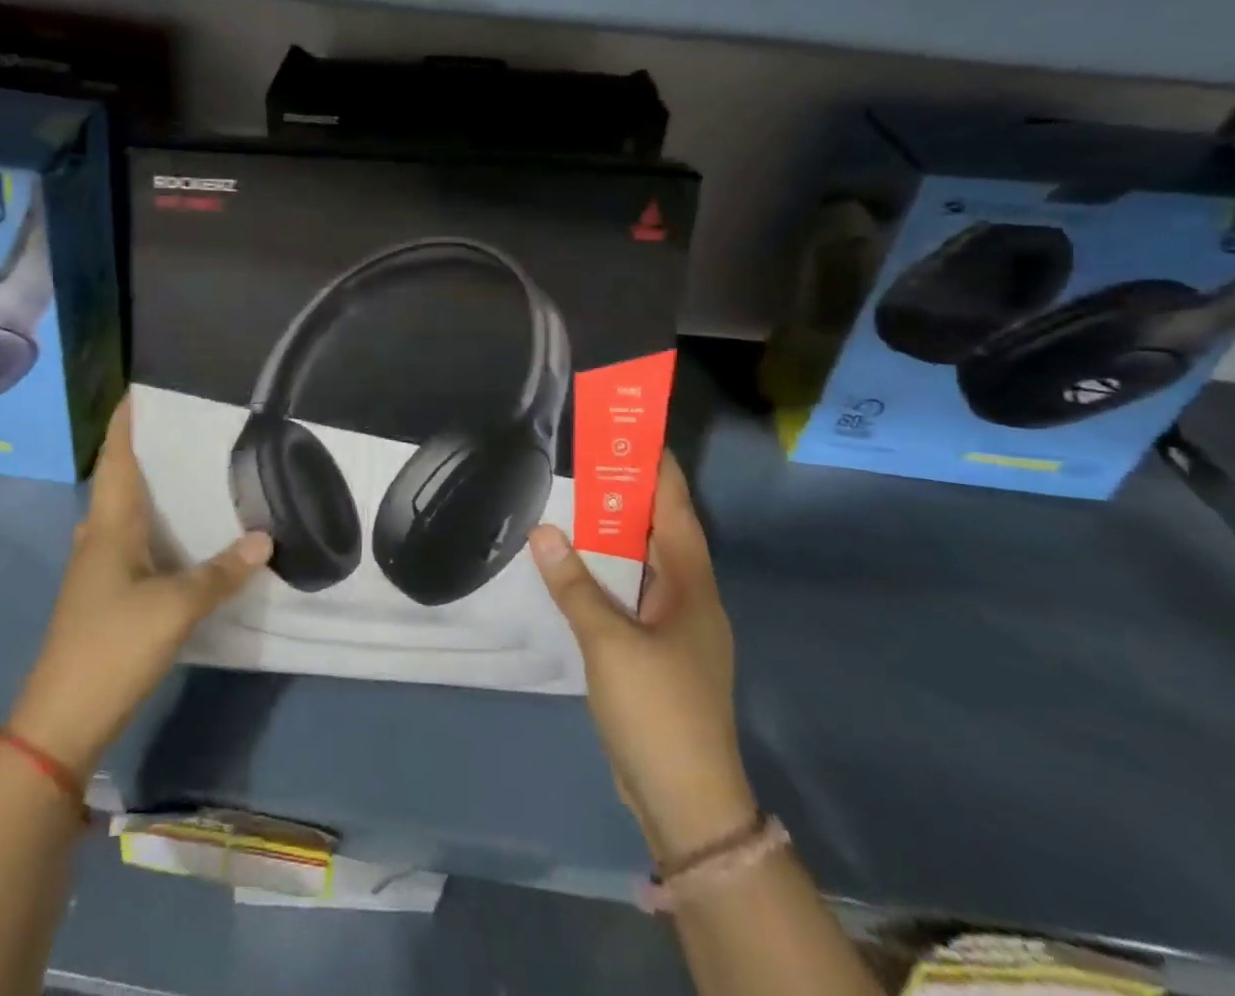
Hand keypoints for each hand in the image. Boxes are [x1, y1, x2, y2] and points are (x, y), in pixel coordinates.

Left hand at [8, 399, 272, 775]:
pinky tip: (181, 534)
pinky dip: (154, 526)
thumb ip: (220, 572)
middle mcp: (98, 537)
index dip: (125, 421)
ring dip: (150, 488)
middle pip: (119, 479)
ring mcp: (97, 568)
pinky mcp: (105, 595)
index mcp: (109, 526)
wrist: (61, 721)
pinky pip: (132, 542)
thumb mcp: (175, 607)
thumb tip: (265, 538)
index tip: (142, 388)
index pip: (115, 457)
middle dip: (145, 448)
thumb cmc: (113, 647)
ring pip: (125, 512)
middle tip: (187, 425)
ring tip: (191, 469)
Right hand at [528, 452, 755, 865]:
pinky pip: (634, 593)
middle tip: (597, 457)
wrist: (686, 799)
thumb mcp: (608, 642)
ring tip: (585, 499)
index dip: (662, 472)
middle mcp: (690, 601)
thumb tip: (542, 530)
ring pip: (648, 565)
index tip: (641, 434)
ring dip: (622, 533)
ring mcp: (677, 630)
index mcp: (691, 589)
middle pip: (664, 533)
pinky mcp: (660, 654)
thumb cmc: (657, 709)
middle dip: (636, 495)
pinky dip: (612, 570)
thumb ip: (574, 584)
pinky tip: (584, 565)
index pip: (677, 513)